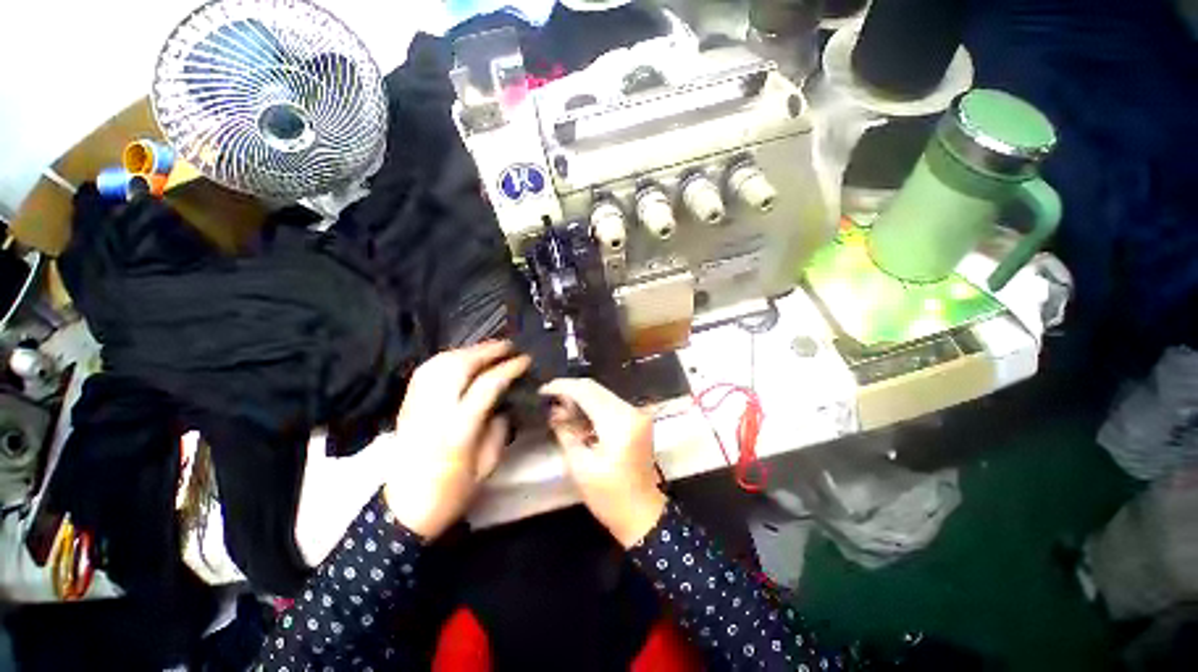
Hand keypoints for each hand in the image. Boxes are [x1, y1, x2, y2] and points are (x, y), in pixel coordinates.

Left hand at [383, 341, 529, 539]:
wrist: (404, 511)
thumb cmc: (452, 493)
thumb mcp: (487, 465)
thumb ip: (499, 428)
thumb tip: (504, 402)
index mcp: (458, 430)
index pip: (487, 385)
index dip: (509, 368)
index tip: (525, 360)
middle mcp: (434, 411)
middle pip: (459, 366)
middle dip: (487, 351)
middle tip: (508, 346)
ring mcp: (416, 406)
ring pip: (440, 364)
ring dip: (467, 350)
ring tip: (488, 349)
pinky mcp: (406, 406)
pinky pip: (426, 371)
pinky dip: (446, 358)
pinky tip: (460, 358)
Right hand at [541, 378, 666, 547]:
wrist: (644, 515)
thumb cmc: (610, 497)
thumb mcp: (580, 466)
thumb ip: (566, 432)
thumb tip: (553, 410)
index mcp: (619, 422)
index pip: (586, 391)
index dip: (562, 387)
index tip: (542, 390)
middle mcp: (631, 410)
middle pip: (595, 388)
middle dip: (570, 390)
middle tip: (548, 399)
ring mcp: (638, 414)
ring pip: (602, 393)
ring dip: (581, 397)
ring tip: (559, 407)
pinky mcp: (638, 420)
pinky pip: (610, 403)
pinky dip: (593, 405)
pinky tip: (578, 414)